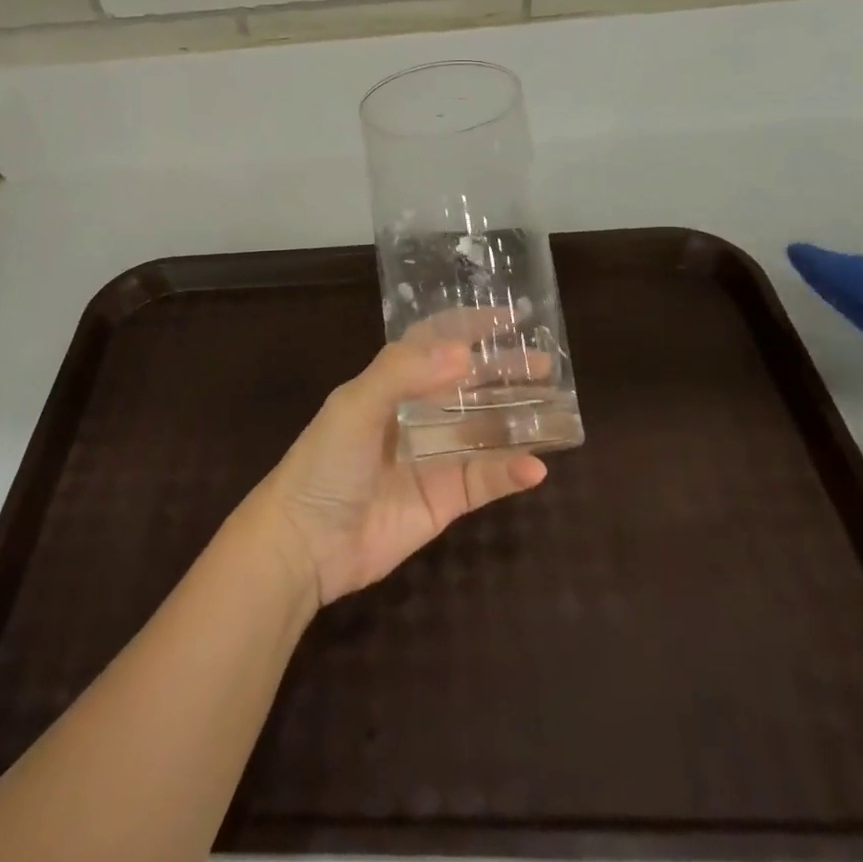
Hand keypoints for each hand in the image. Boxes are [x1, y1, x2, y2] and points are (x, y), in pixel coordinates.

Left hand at [248, 337, 548, 607]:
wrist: (304, 544)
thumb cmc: (325, 463)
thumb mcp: (355, 405)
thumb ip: (403, 373)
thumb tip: (464, 353)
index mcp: (391, 382)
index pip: (436, 343)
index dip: (469, 327)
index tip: (510, 317)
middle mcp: (416, 413)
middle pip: (469, 384)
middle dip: (504, 371)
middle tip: (545, 363)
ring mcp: (433, 456)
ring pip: (485, 429)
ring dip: (518, 417)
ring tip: (557, 405)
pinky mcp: (444, 499)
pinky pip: (484, 479)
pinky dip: (510, 472)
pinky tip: (536, 466)